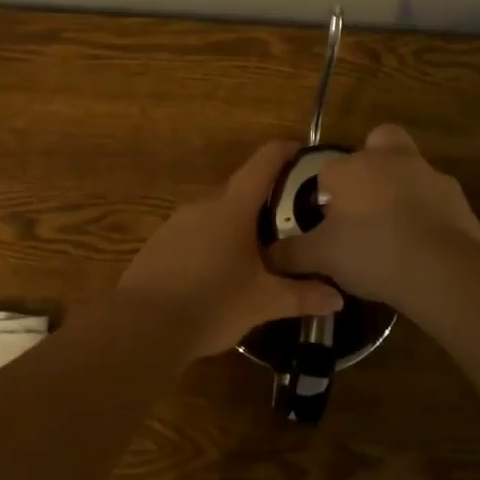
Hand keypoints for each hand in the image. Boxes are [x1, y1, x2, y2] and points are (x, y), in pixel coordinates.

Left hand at [119, 141, 343, 358]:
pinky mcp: (157, 245)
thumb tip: (338, 298)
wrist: (141, 327)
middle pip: (239, 193)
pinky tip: (218, 275)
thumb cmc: (211, 304)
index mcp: (232, 209)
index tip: (302, 151)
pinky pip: (193, 235)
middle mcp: (202, 206)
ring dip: (236, 227)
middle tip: (289, 223)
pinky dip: (211, 245)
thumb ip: (301, 296)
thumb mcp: (263, 302)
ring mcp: (175, 224)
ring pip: (214, 216)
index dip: (284, 152)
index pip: (262, 164)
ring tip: (257, 254)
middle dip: (264, 203)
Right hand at [266, 124, 479, 306]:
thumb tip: (267, 255)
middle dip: (371, 161)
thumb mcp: (321, 257)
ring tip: (393, 231)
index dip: (324, 191)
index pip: (328, 168)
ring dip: (401, 190)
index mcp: (352, 167)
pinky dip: (427, 215)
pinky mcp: (457, 199)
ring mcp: (430, 176)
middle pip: (379, 142)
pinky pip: (435, 200)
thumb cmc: (371, 252)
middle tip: (363, 199)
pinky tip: (420, 245)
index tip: (325, 218)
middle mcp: (391, 160)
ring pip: (410, 170)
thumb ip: (290, 253)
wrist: (441, 270)